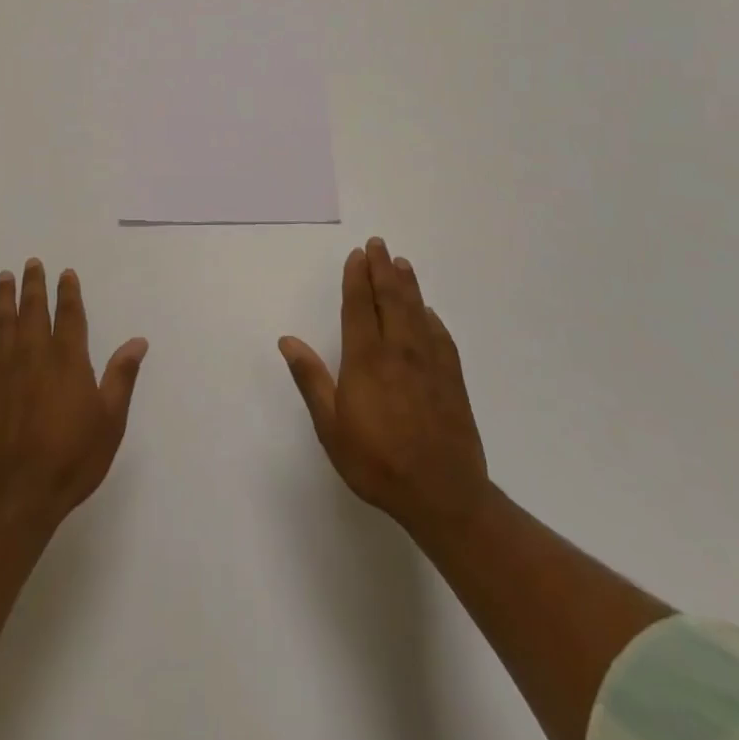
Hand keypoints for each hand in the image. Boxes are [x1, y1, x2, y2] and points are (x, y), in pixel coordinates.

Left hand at [0, 259, 147, 540]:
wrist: (17, 497)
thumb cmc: (72, 460)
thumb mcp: (110, 422)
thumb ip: (121, 377)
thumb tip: (138, 341)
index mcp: (68, 362)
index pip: (69, 317)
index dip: (68, 293)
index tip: (65, 273)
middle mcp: (34, 357)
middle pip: (32, 312)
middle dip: (33, 285)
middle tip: (31, 263)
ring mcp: (5, 373)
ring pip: (4, 324)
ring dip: (5, 298)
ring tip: (4, 276)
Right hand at [279, 238, 489, 538]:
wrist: (443, 494)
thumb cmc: (377, 462)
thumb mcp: (331, 426)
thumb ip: (311, 379)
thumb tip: (287, 340)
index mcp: (366, 359)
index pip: (359, 306)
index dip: (357, 278)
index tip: (357, 255)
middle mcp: (398, 351)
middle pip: (390, 299)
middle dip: (382, 269)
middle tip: (379, 245)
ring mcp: (429, 363)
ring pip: (417, 311)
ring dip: (408, 284)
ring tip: (402, 263)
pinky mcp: (451, 379)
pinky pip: (440, 337)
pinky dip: (431, 318)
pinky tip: (428, 313)